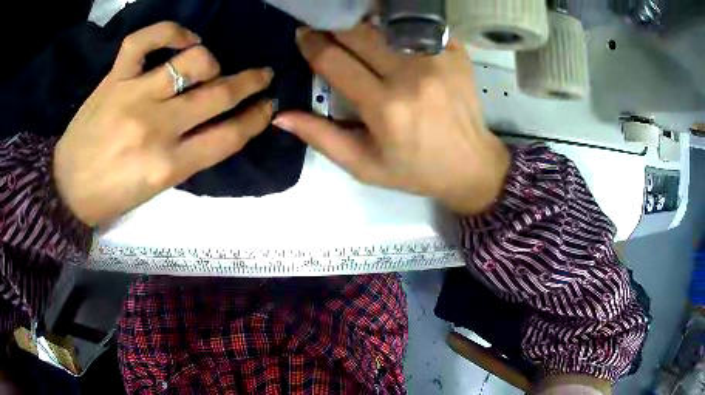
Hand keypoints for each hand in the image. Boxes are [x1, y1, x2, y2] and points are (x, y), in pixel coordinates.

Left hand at [54, 22, 273, 225]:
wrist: (65, 188)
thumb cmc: (110, 197)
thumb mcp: (155, 189)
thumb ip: (188, 156)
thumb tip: (215, 124)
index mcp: (168, 165)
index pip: (228, 136)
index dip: (256, 118)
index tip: (268, 106)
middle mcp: (156, 127)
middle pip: (219, 94)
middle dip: (251, 82)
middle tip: (263, 75)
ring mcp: (134, 95)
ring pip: (193, 61)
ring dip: (213, 61)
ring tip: (210, 65)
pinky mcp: (115, 77)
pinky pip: (147, 40)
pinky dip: (171, 32)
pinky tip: (182, 40)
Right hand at [274, 25, 509, 214]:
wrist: (472, 164)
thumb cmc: (415, 170)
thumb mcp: (364, 165)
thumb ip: (321, 137)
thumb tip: (281, 115)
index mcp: (385, 107)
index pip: (334, 60)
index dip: (311, 44)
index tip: (303, 36)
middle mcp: (411, 75)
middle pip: (358, 33)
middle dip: (334, 27)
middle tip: (324, 29)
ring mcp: (437, 59)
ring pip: (386, 25)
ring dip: (364, 25)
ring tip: (355, 33)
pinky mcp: (456, 52)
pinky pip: (416, 27)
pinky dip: (397, 27)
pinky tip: (391, 38)